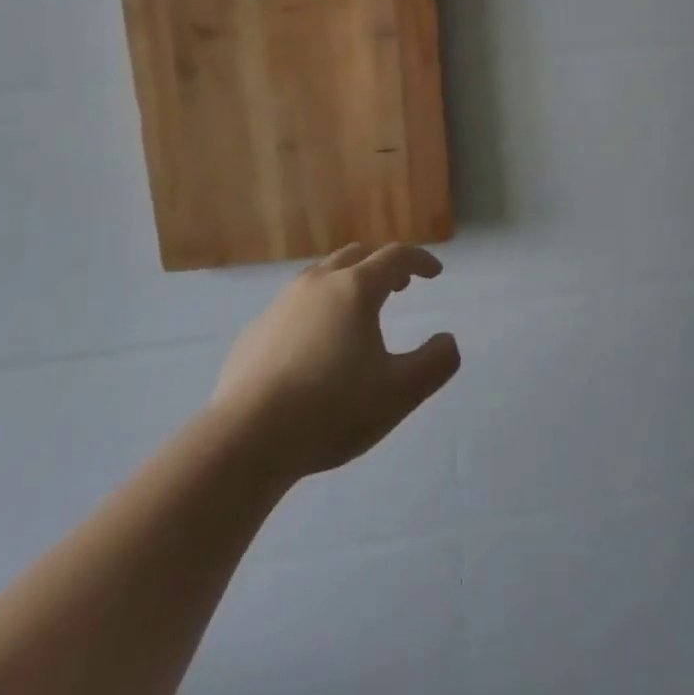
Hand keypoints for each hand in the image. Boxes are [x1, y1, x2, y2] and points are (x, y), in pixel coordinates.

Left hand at [211, 242, 460, 480]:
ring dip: (347, 282)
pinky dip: (315, 309)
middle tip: (399, 286)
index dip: (420, 260)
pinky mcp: (255, 331)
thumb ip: (434, 363)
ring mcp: (280, 304)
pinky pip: (293, 305)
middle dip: (382, 265)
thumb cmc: (332, 409)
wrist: (246, 439)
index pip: (395, 256)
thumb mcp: (399, 392)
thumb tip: (447, 341)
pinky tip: (314, 344)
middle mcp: (317, 283)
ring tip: (357, 312)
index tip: (435, 273)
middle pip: (356, 255)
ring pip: (321, 275)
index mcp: (355, 288)